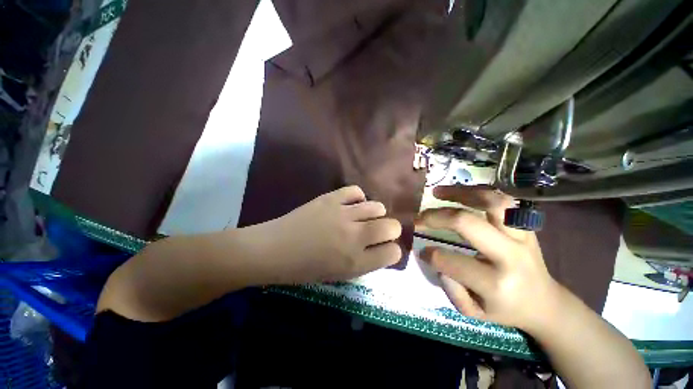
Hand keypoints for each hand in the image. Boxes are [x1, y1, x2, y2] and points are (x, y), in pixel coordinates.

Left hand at [243, 185, 401, 283]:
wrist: (275, 249)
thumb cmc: (305, 269)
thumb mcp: (339, 274)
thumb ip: (364, 261)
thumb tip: (380, 248)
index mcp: (356, 262)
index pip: (392, 253)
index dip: (392, 251)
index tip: (386, 249)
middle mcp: (354, 237)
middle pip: (391, 227)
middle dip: (391, 230)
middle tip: (380, 231)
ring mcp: (343, 214)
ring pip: (377, 207)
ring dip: (376, 213)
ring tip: (366, 217)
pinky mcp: (331, 198)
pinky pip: (356, 191)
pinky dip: (358, 198)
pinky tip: (352, 204)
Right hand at [417, 185, 558, 331]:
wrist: (544, 302)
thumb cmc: (506, 310)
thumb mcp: (474, 313)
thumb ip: (450, 288)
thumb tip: (433, 257)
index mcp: (497, 284)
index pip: (452, 262)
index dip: (430, 254)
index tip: (421, 251)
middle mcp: (511, 256)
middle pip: (467, 223)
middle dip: (435, 217)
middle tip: (419, 218)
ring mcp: (522, 236)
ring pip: (491, 202)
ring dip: (459, 193)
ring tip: (438, 192)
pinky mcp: (525, 226)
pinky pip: (502, 200)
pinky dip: (477, 192)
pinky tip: (460, 191)